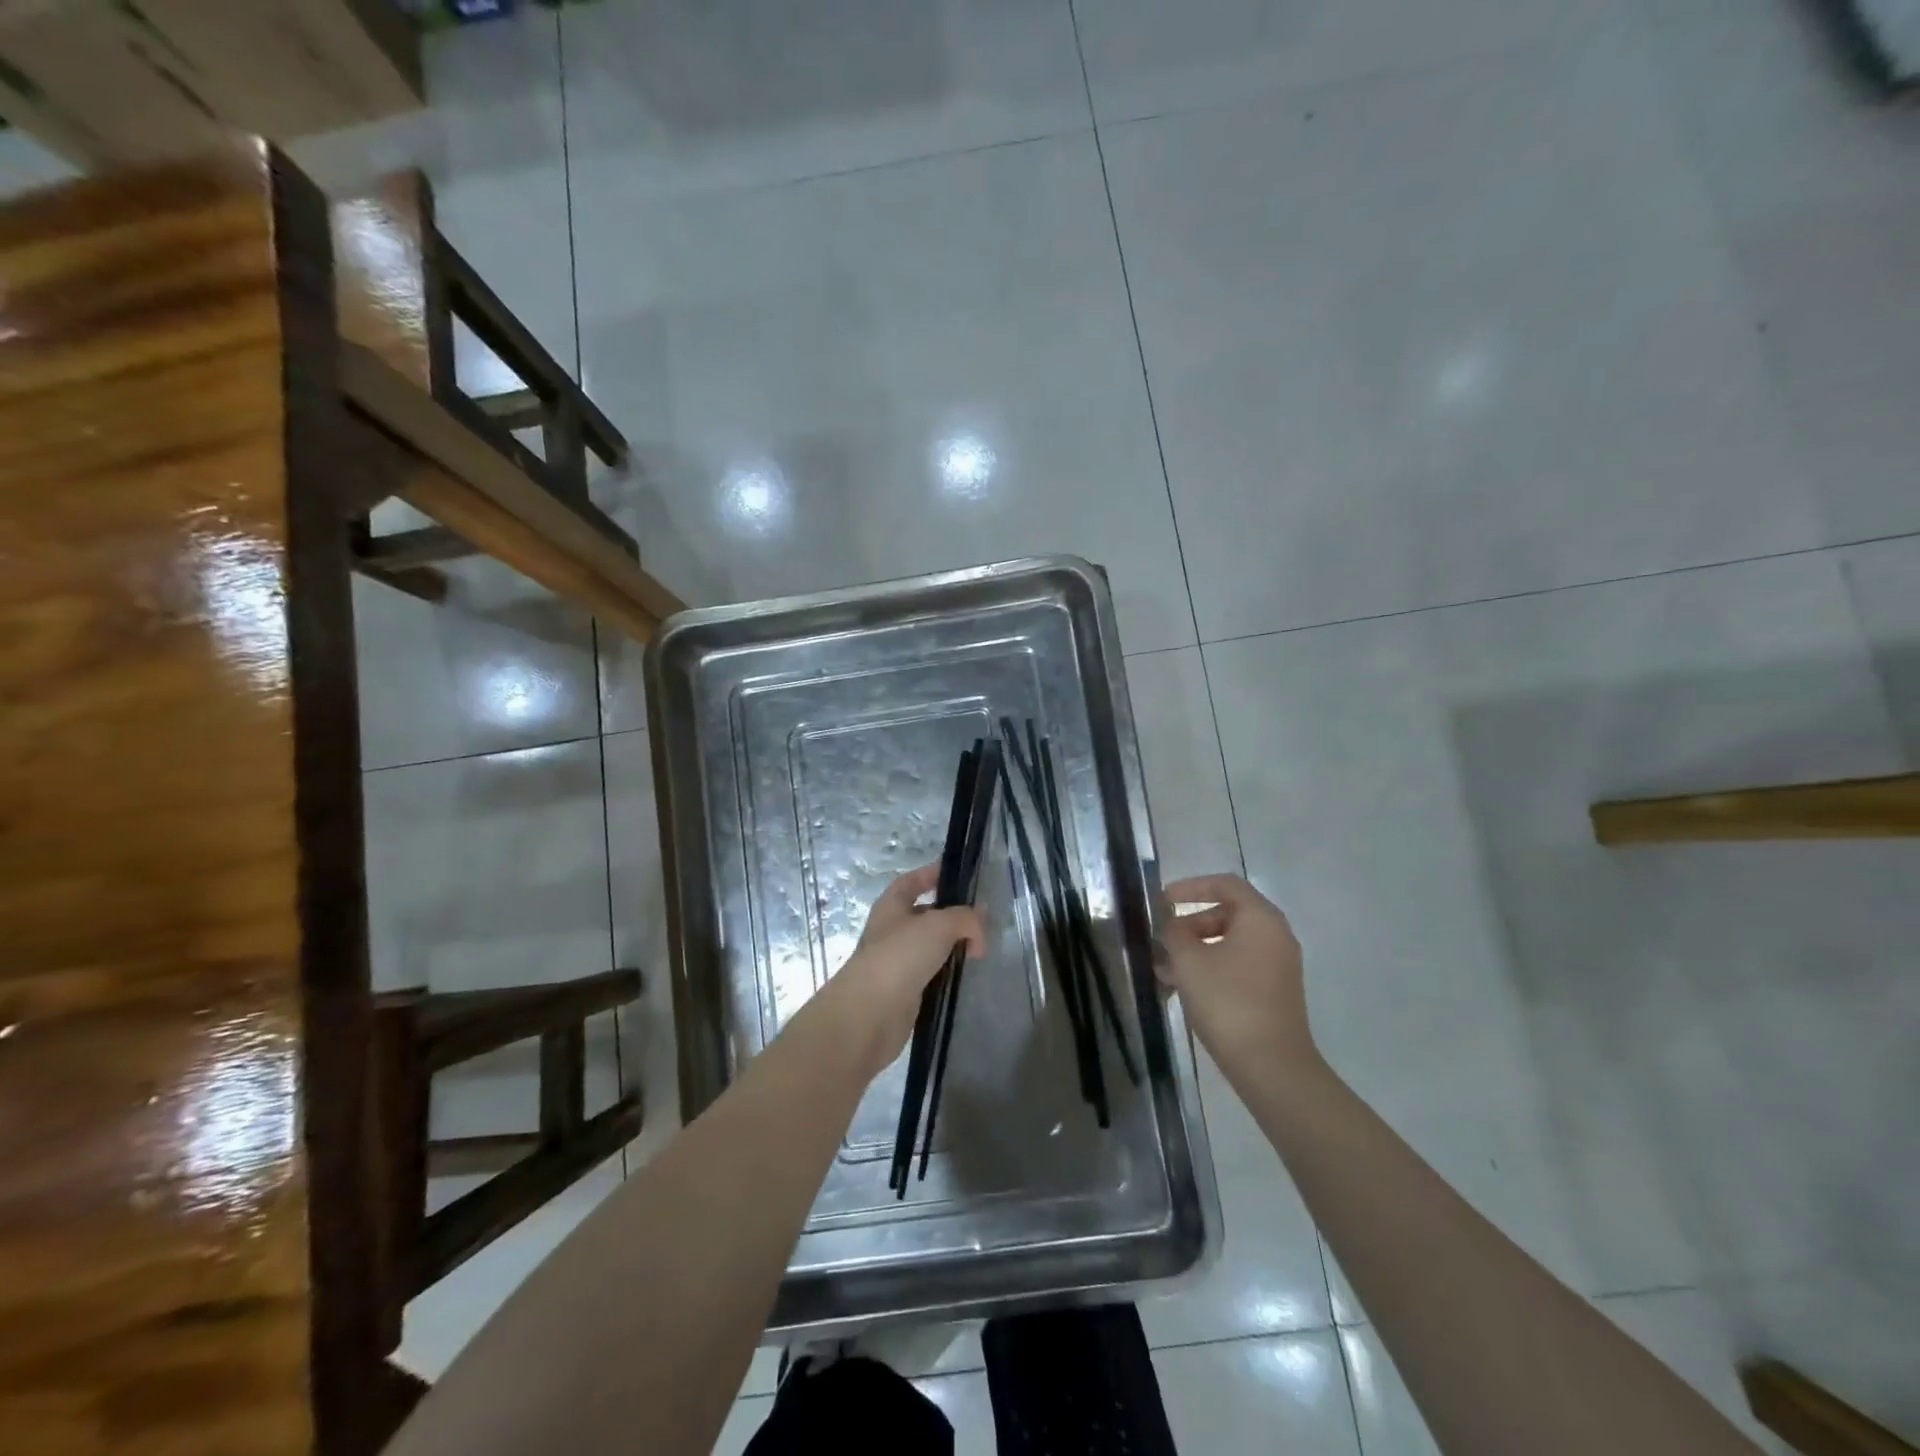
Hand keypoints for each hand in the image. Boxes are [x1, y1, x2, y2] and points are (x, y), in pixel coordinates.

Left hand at [821, 865, 985, 1078]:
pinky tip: (966, 975)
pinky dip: (949, 971)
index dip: (933, 873)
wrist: (870, 1014)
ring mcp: (898, 961)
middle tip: (983, 923)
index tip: (959, 874)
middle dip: (954, 915)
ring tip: (980, 952)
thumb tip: (980, 924)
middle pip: (927, 914)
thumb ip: (965, 918)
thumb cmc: (900, 956)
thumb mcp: (939, 925)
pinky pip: (933, 973)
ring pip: (932, 946)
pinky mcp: (906, 990)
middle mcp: (893, 930)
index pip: (913, 880)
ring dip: (954, 946)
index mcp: (892, 905)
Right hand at [1159, 874, 1317, 1071]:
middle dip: (1191, 923)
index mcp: (1261, 919)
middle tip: (1163, 940)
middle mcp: (1275, 936)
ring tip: (1165, 970)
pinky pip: (1238, 965)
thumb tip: (1173, 925)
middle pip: (1228, 914)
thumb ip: (1175, 933)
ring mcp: (1278, 966)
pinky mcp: (1274, 992)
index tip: (1163, 900)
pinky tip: (1183, 989)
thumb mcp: (1189, 961)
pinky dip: (1212, 968)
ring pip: (1230, 943)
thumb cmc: (1228, 1001)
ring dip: (1197, 949)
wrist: (1271, 1066)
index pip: (1225, 884)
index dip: (1191, 886)